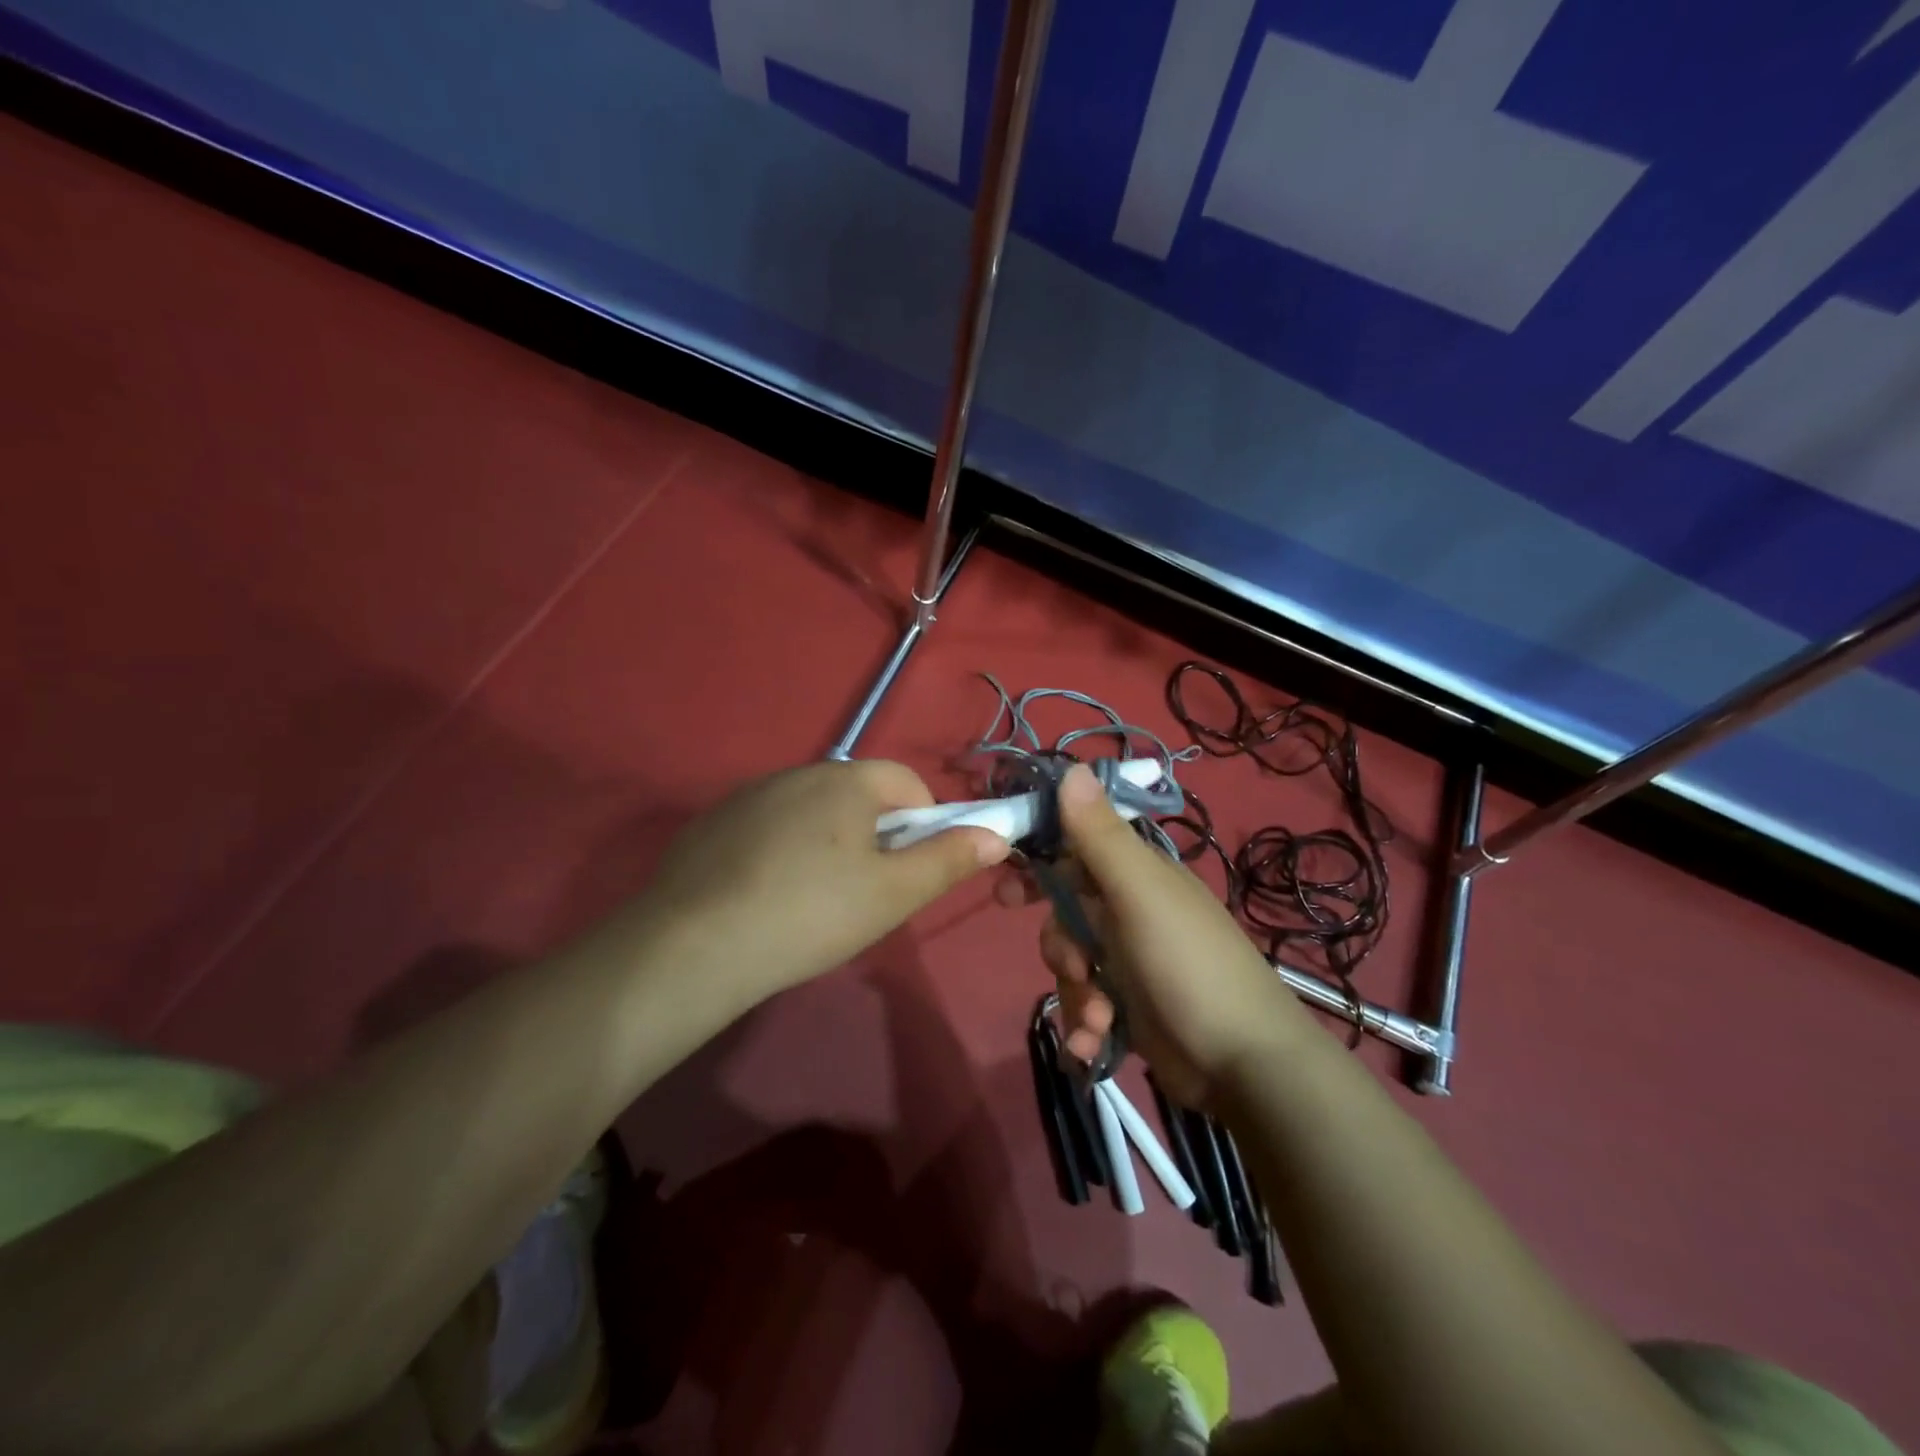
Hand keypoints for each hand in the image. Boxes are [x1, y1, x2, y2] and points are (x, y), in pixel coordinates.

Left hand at [636, 760, 1008, 1005]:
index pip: (907, 782)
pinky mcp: (713, 823)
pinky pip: (767, 827)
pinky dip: (781, 852)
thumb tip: (996, 835)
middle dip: (875, 835)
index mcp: (846, 780)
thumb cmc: (812, 914)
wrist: (694, 946)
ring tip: (813, 902)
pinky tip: (765, 898)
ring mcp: (749, 795)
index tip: (911, 869)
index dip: (924, 823)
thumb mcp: (893, 894)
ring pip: (811, 812)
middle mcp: (797, 772)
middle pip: (858, 796)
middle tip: (866, 893)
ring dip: (827, 843)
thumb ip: (949, 859)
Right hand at [1001, 763, 1313, 1105]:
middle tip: (1071, 965)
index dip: (1038, 861)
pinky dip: (1083, 1026)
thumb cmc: (1189, 965)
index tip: (1004, 884)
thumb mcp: (1140, 894)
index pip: (1074, 849)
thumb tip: (1072, 767)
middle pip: (1064, 913)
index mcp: (1136, 875)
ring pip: (1071, 963)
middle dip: (1059, 944)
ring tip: (1100, 1019)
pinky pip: (1085, 1004)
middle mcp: (1130, 911)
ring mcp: (1130, 962)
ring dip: (1075, 994)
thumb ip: (1100, 836)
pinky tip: (1094, 1045)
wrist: (1246, 1065)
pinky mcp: (1129, 1007)